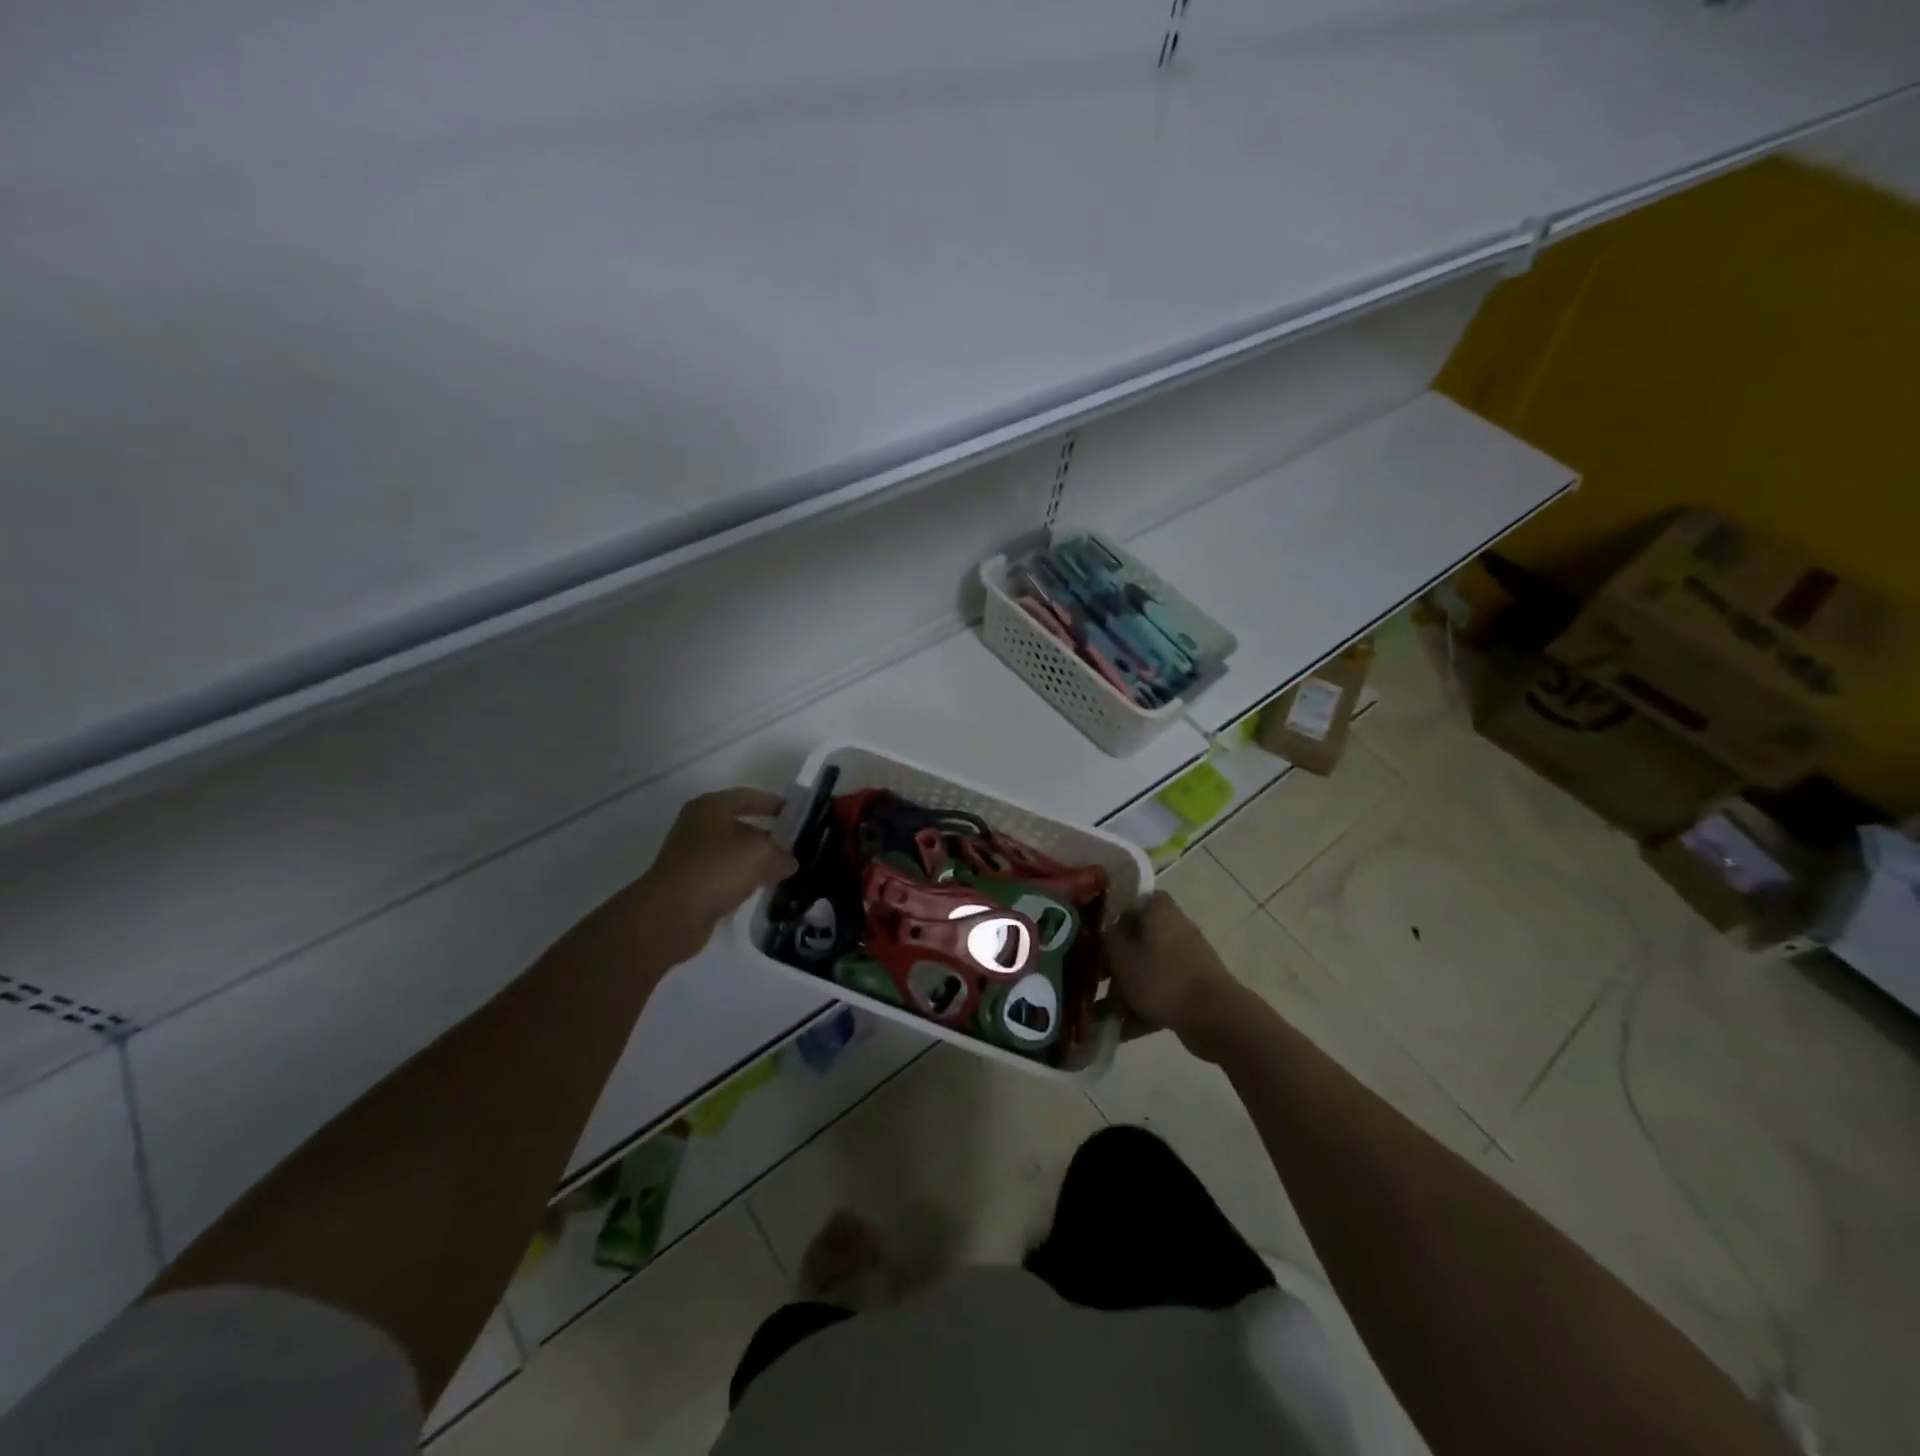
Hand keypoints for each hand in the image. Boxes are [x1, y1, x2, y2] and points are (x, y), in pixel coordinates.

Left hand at [626, 788, 796, 965]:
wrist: (670, 914)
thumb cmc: (716, 868)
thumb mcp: (759, 853)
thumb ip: (780, 854)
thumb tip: (788, 862)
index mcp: (710, 807)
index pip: (747, 796)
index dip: (772, 802)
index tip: (795, 813)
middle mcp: (698, 826)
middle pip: (740, 825)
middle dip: (767, 836)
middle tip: (793, 847)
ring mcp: (691, 855)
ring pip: (733, 853)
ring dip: (756, 861)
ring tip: (782, 871)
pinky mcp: (690, 882)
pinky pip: (724, 875)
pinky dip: (742, 879)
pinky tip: (760, 889)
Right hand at [1104, 892, 1253, 1060]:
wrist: (1214, 1017)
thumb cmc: (1161, 978)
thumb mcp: (1121, 956)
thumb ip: (1106, 939)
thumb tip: (1102, 930)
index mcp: (1158, 910)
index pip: (1129, 902)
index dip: (1109, 918)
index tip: (1091, 937)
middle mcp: (1175, 928)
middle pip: (1136, 940)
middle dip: (1113, 963)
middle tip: (1093, 981)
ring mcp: (1186, 960)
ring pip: (1147, 969)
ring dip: (1125, 990)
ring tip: (1101, 1014)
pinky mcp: (1193, 988)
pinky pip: (1160, 992)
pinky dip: (1142, 1008)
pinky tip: (1121, 1030)